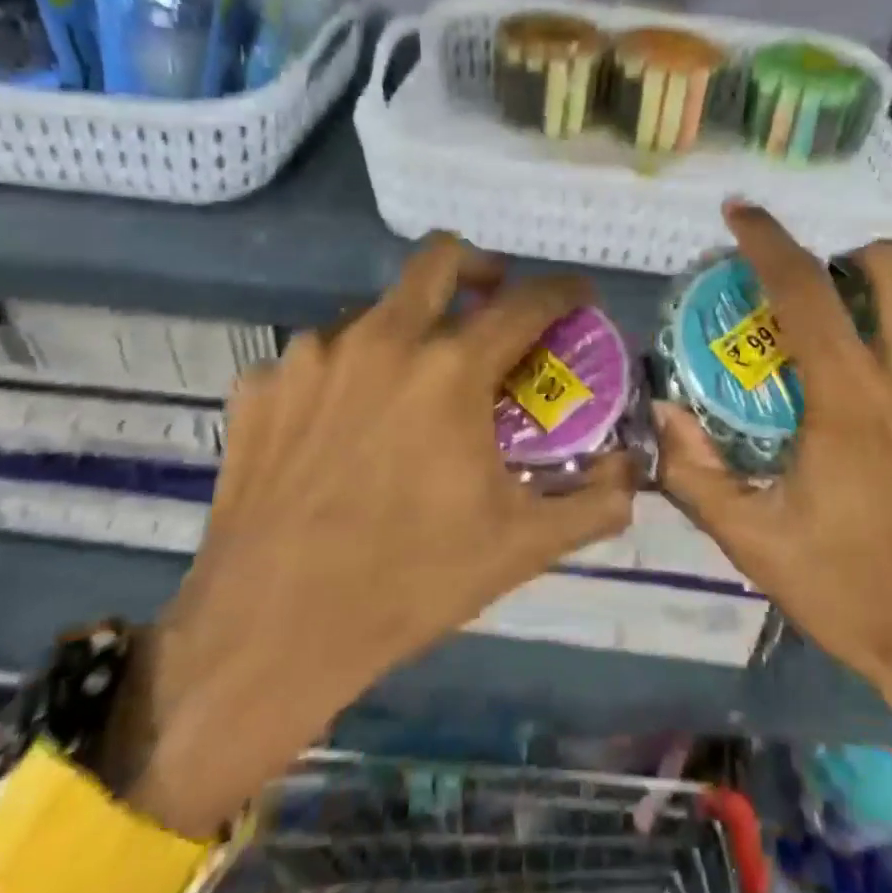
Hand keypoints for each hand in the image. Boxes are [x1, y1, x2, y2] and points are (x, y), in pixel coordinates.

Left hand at [110, 235, 634, 836]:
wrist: (267, 636)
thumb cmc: (408, 584)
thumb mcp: (519, 547)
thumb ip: (592, 503)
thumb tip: (632, 474)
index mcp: (450, 368)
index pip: (527, 301)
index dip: (564, 291)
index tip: (578, 297)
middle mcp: (381, 339)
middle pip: (441, 256)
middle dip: (479, 267)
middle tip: (491, 304)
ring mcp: (310, 356)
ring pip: (373, 312)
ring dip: (406, 333)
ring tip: (408, 392)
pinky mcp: (259, 386)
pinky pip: (314, 360)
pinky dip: (342, 379)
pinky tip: (339, 432)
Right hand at [656, 205, 891, 768]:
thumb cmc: (857, 597)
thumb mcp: (756, 545)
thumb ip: (697, 473)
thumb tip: (662, 410)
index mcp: (852, 403)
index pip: (803, 290)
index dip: (766, 239)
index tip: (739, 213)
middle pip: (886, 264)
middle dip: (840, 256)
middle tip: (810, 293)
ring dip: (883, 294)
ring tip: (854, 335)